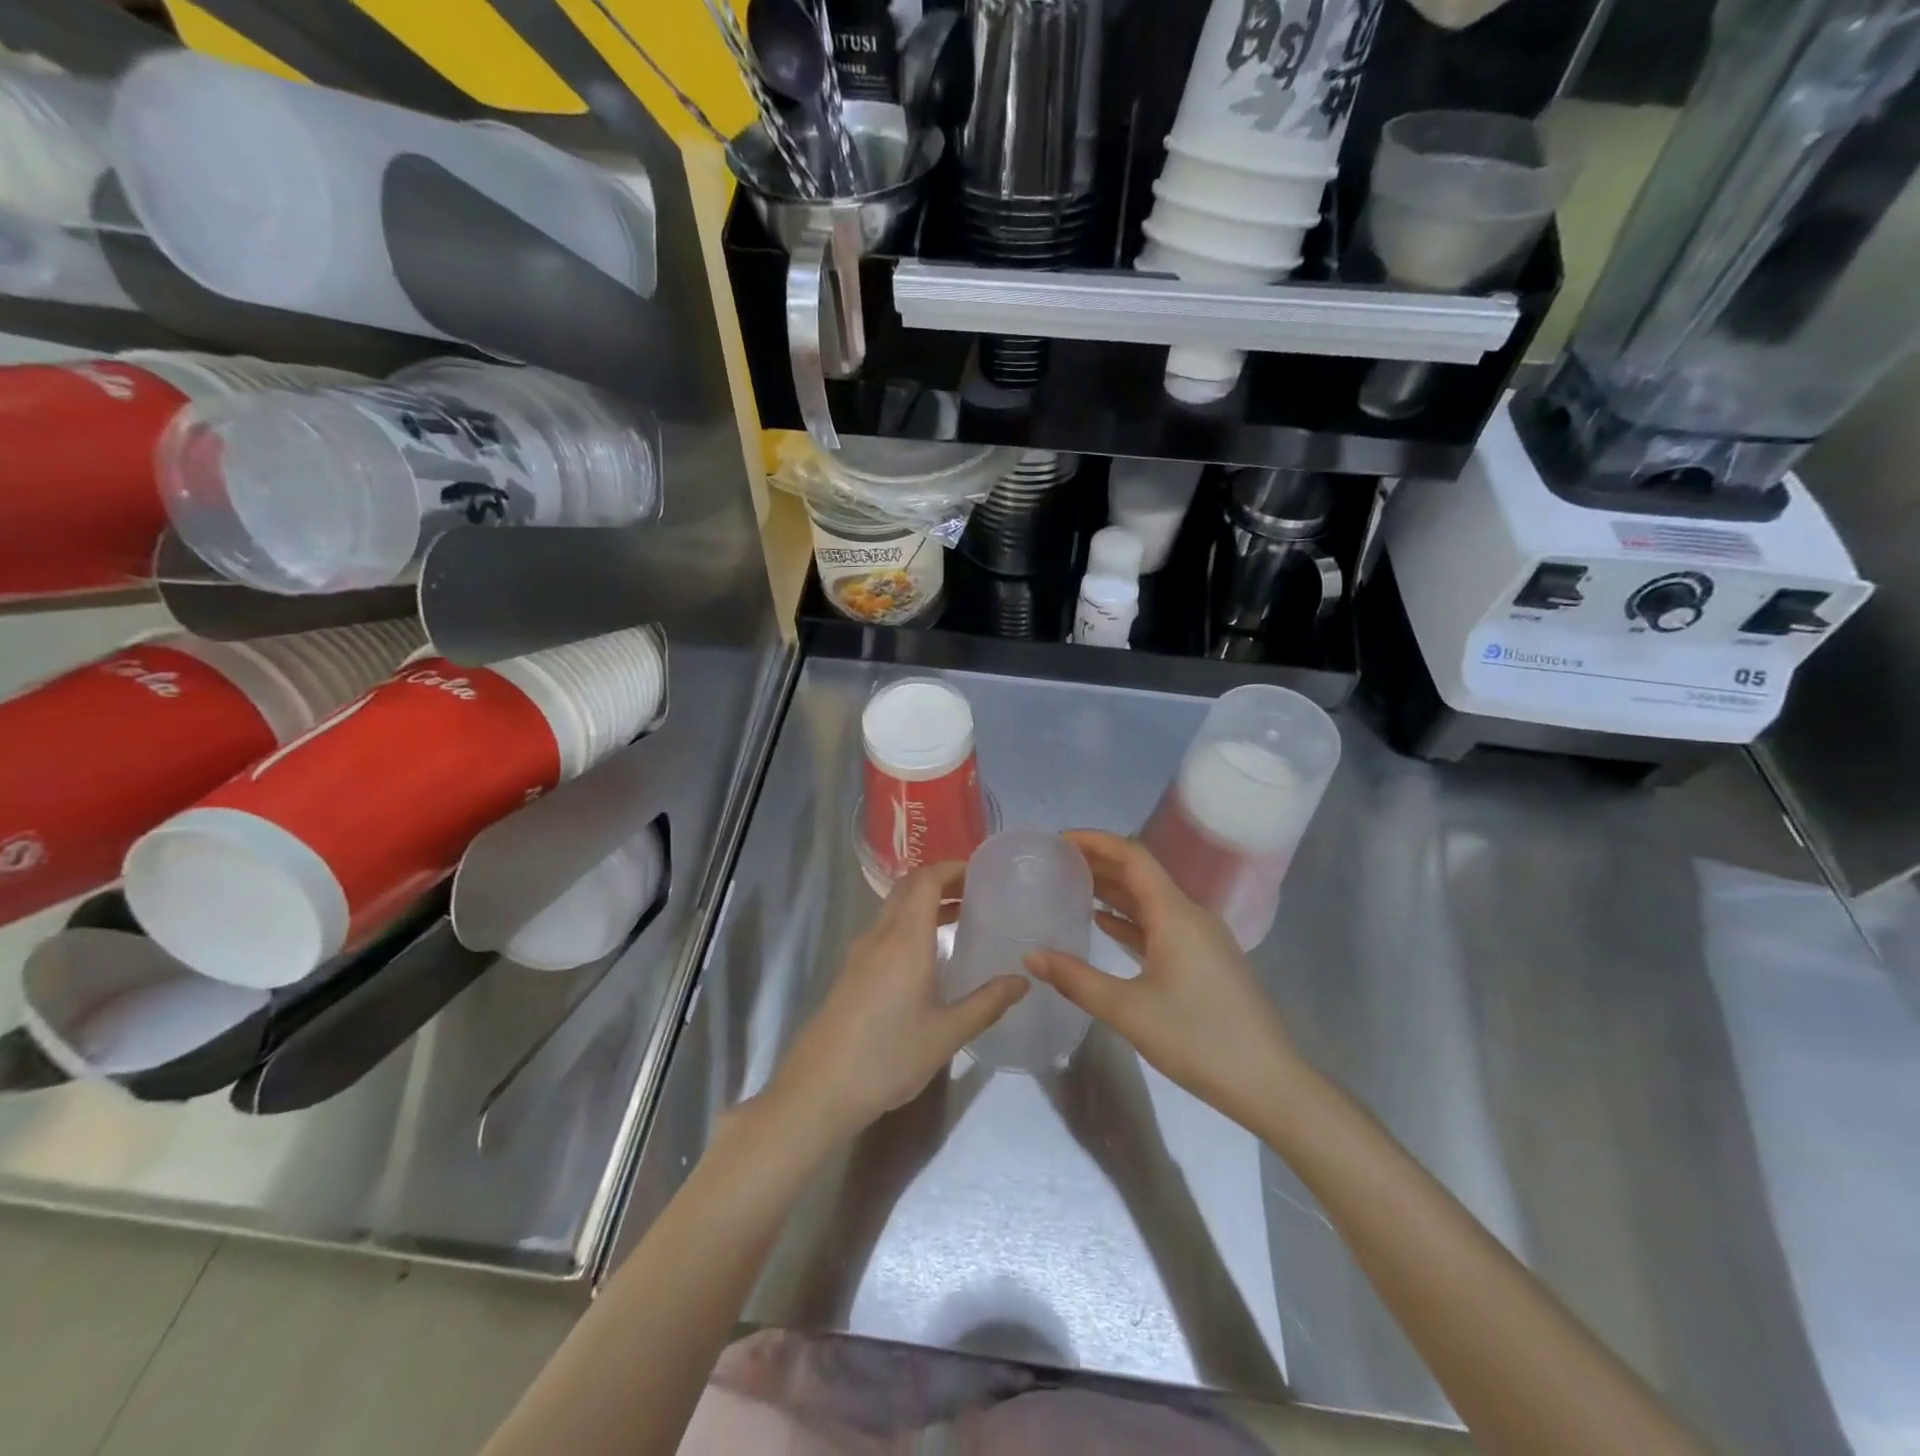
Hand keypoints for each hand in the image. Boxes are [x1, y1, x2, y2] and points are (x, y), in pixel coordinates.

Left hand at [768, 862, 1027, 1141]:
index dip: (952, 867)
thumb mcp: (947, 1034)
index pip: (926, 881)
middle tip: (975, 891)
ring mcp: (859, 953)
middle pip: (907, 888)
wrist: (819, 1089)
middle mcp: (879, 936)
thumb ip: (987, 1003)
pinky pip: (883, 930)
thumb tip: (1022, 981)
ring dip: (923, 903)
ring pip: (893, 909)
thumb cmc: (888, 1057)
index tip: (981, 872)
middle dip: (940, 880)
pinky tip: (926, 954)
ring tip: (958, 917)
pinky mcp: (850, 972)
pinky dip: (908, 924)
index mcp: (905, 940)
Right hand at [1025, 830, 1296, 1126]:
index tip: (1059, 840)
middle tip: (1057, 861)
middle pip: (1141, 874)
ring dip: (1114, 890)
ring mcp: (1202, 937)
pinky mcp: (1205, 959)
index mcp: (1175, 914)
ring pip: (1151, 899)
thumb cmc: (1198, 1039)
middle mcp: (1191, 914)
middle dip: (1100, 862)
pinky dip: (1131, 918)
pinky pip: (1161, 923)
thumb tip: (1031, 956)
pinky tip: (1104, 924)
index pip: (1133, 856)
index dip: (1096, 841)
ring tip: (1072, 885)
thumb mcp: (1128, 1010)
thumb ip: (1076, 979)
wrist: (1267, 1082)